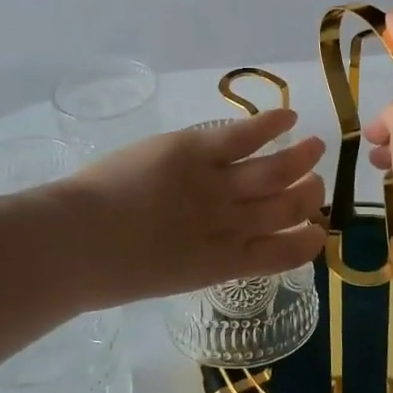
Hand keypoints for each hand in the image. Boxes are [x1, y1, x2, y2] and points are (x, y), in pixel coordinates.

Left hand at [61, 110, 325, 304]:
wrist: (75, 244)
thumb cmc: (104, 271)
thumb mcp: (163, 277)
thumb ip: (192, 259)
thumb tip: (204, 248)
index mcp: (221, 264)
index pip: (282, 255)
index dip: (307, 241)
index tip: (318, 231)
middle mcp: (229, 226)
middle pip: (286, 209)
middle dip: (309, 197)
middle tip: (316, 186)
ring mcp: (215, 187)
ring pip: (274, 171)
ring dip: (301, 160)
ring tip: (316, 146)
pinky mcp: (195, 151)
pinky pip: (244, 136)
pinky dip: (270, 124)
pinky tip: (288, 115)